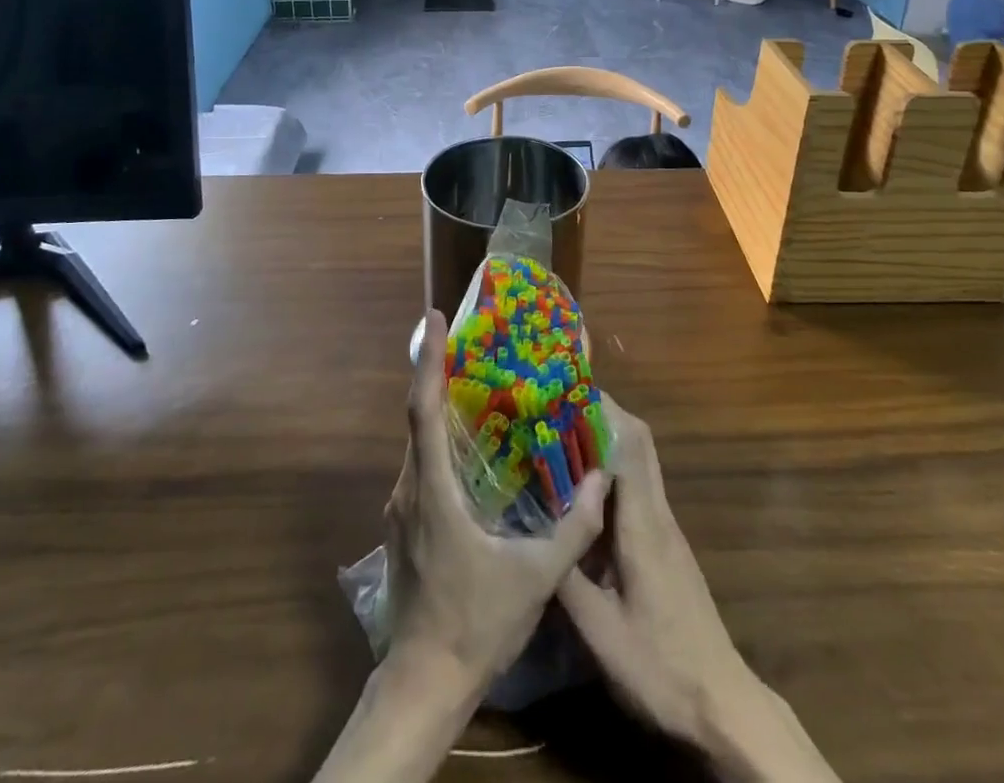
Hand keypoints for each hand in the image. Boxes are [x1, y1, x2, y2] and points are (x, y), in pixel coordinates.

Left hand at [382, 309, 608, 691]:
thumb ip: (572, 529)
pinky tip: (471, 445)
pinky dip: (441, 439)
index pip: (424, 408)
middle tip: (471, 342)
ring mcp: (402, 508)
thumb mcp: (534, 578)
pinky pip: (422, 465)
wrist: (424, 683)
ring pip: (420, 442)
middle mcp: (409, 488)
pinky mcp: (406, 525)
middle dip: (439, 372)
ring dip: (441, 406)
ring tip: (476, 382)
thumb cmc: (475, 624)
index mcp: (431, 490)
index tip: (434, 319)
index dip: (429, 360)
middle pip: (419, 416)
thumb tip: (600, 481)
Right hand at [559, 397, 836, 781]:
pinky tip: (579, 495)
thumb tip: (533, 527)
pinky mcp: (663, 545)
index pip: (629, 443)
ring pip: (637, 464)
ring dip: (603, 443)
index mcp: (644, 523)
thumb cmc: (661, 666)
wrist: (722, 704)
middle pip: (637, 442)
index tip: (564, 392)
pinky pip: (636, 491)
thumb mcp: (600, 631)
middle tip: (554, 410)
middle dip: (600, 416)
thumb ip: (566, 574)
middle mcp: (658, 513)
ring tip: (556, 441)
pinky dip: (609, 476)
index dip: (601, 409)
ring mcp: (664, 528)